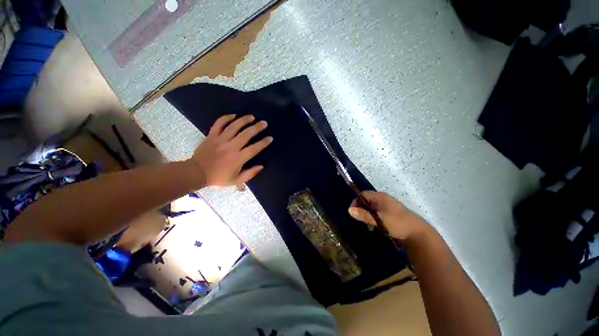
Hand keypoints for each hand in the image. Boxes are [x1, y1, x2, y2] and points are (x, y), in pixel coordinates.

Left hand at [190, 114, 272, 187]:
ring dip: (243, 120)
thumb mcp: (236, 180)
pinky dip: (226, 118)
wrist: (196, 173)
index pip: (254, 148)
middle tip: (264, 123)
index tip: (270, 138)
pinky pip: (219, 124)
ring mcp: (220, 140)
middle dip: (256, 128)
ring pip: (233, 127)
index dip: (263, 143)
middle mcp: (230, 147)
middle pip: (246, 134)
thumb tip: (262, 166)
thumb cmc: (218, 177)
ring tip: (252, 116)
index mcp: (237, 158)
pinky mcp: (211, 135)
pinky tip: (233, 115)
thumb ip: (250, 173)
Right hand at [348, 191, 430, 239]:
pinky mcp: (390, 214)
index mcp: (381, 197)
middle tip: (359, 218)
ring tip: (366, 224)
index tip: (352, 211)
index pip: (363, 194)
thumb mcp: (379, 219)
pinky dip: (373, 218)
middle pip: (367, 200)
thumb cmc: (398, 223)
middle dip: (361, 209)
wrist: (418, 233)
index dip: (356, 201)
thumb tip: (349, 210)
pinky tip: (374, 226)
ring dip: (367, 215)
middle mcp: (383, 199)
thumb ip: (364, 215)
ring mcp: (387, 206)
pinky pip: (377, 213)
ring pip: (372, 208)